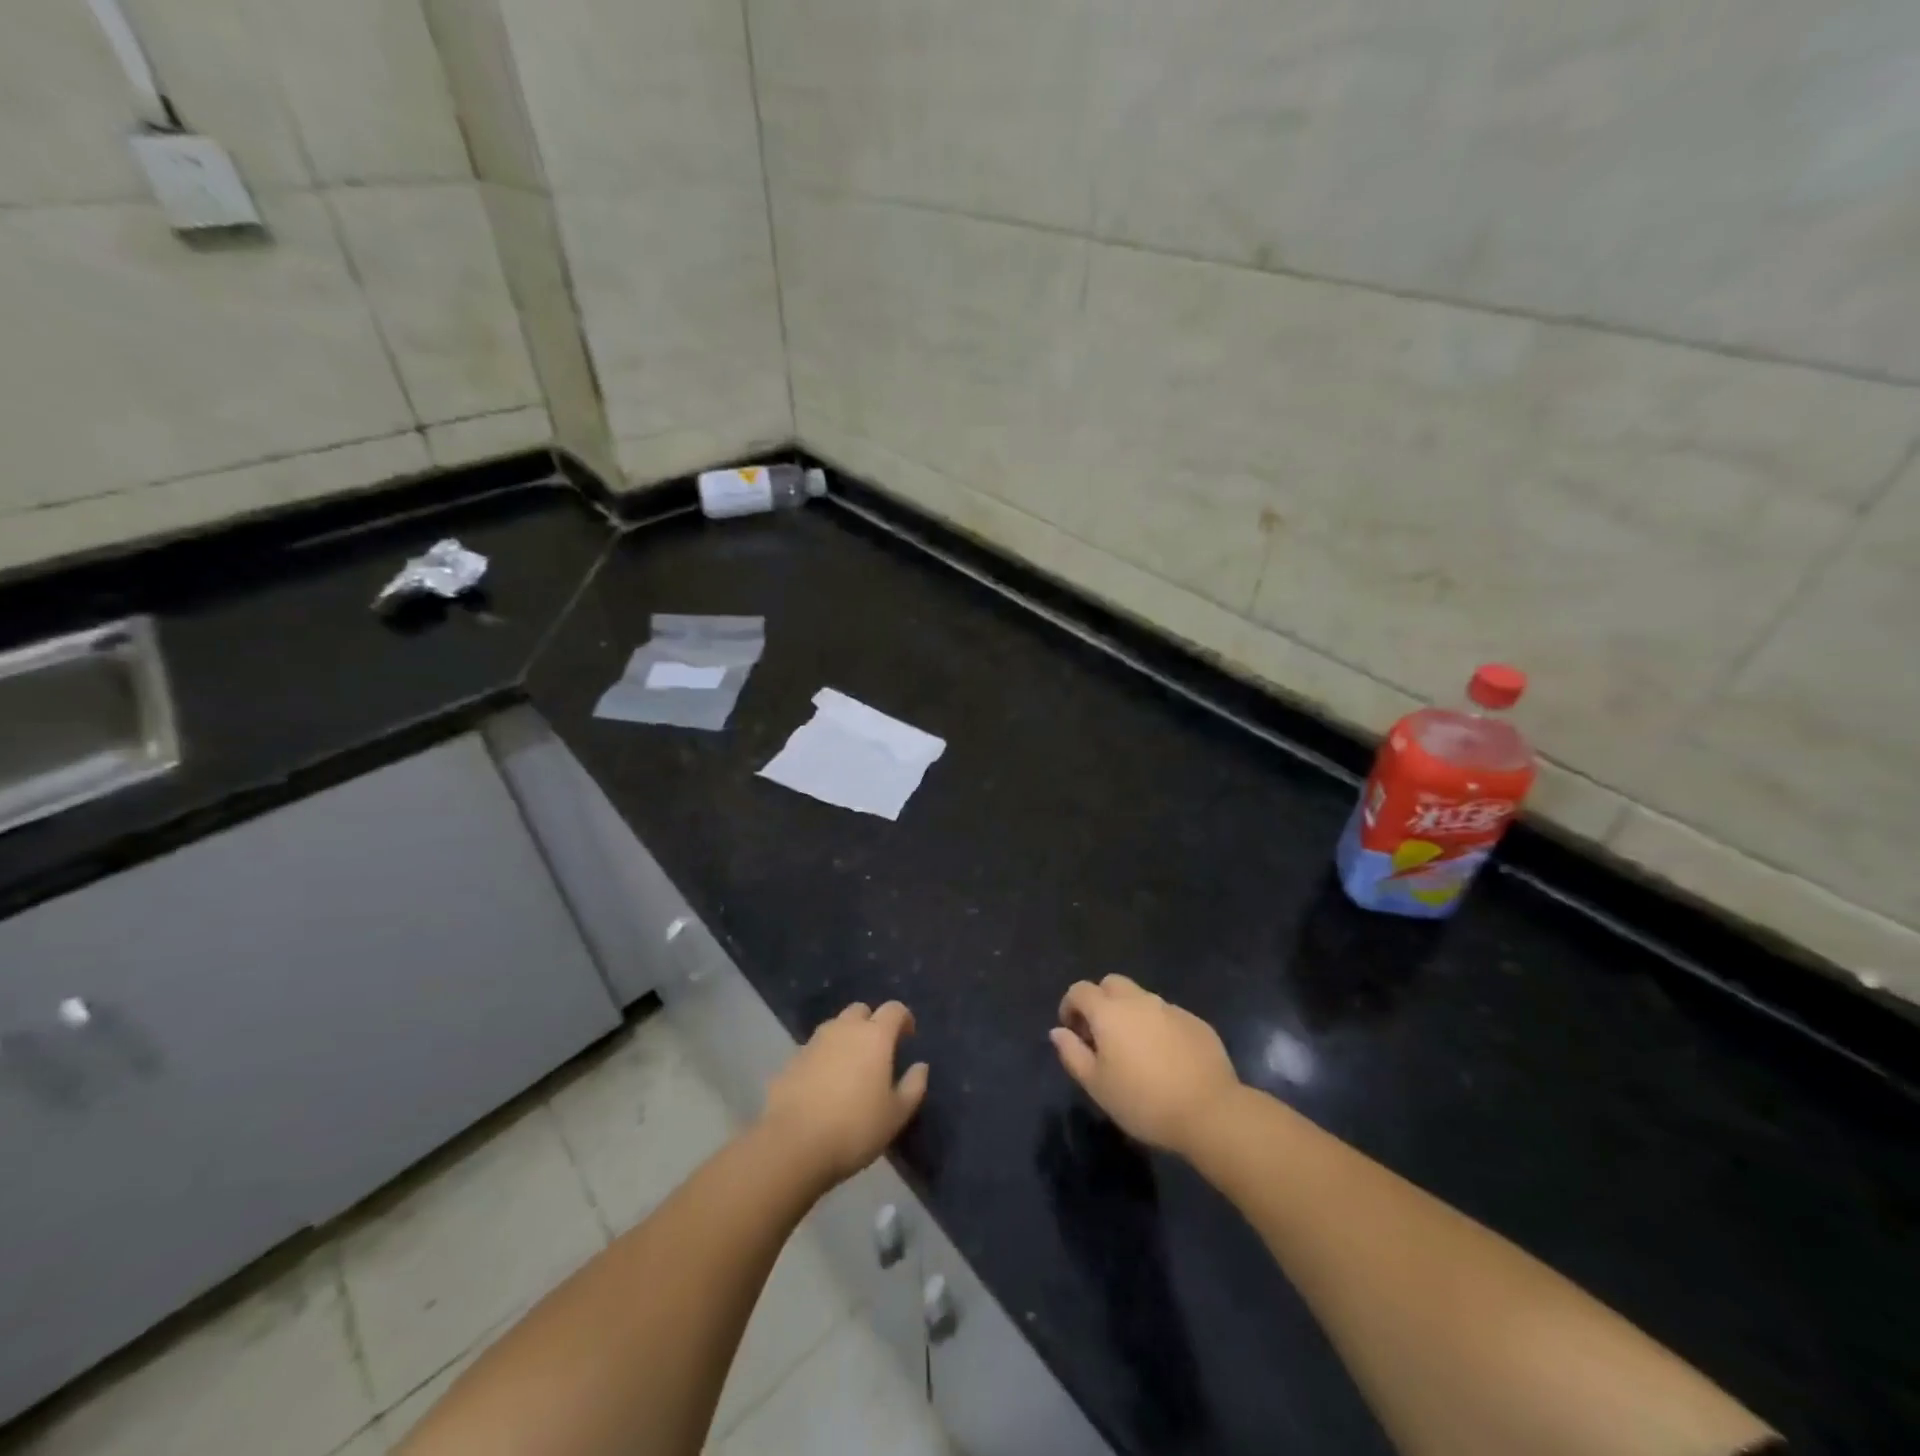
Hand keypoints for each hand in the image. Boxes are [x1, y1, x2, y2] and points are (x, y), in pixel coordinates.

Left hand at [762, 1001, 928, 1185]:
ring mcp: (813, 1042)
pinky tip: (823, 1085)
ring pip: (834, 1027)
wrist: (793, 1145)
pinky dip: (823, 1058)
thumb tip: (920, 1066)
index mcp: (875, 1036)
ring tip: (850, 1067)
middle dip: (871, 1022)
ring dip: (845, 1038)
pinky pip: (813, 1049)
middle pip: (860, 1010)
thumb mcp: (896, 1115)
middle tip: (877, 1050)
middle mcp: (844, 1029)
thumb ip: (913, 1086)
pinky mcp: (791, 1060)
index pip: (894, 1009)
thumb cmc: (855, 1128)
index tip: (908, 1036)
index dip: (904, 1018)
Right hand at [1050, 976, 1241, 1155]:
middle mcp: (1139, 1000)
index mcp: (1109, 1012)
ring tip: (1134, 1049)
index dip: (1070, 1006)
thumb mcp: (1097, 1085)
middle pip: (1112, 984)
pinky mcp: (1195, 1021)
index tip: (1072, 1031)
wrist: (1209, 1111)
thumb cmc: (1143, 1102)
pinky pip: (1167, 1014)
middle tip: (1101, 1035)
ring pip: (1141, 998)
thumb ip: (1072, 1054)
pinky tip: (1164, 1058)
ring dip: (1130, 1013)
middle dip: (1100, 1001)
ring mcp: (1170, 1008)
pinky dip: (1157, 1026)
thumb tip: (1058, 1031)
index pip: (1080, 990)